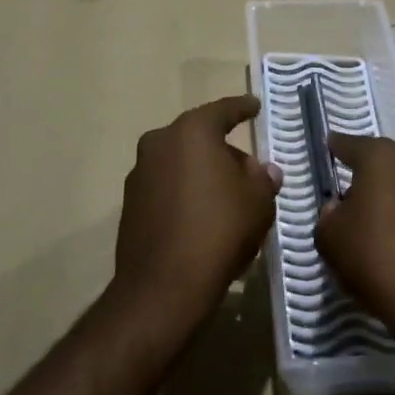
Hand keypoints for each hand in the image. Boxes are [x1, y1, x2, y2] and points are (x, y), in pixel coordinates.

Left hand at [112, 95, 281, 335]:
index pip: (223, 110)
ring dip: (203, 175)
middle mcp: (160, 142)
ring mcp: (140, 173)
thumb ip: (263, 179)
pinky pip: (166, 187)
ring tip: (228, 203)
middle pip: (200, 138)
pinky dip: (185, 195)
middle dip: (225, 152)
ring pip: (181, 163)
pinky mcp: (130, 204)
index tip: (254, 106)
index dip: (243, 108)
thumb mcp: (258, 203)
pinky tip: (203, 221)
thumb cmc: (218, 231)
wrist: (162, 288)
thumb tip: (264, 171)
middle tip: (249, 174)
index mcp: (192, 131)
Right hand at [315, 134, 394, 332]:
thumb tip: (337, 207)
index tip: (327, 147)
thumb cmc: (373, 254)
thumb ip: (327, 214)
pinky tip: (389, 229)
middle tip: (345, 185)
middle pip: (379, 159)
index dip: (335, 147)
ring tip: (367, 212)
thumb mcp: (330, 237)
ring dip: (384, 190)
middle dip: (363, 169)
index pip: (349, 144)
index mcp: (380, 156)